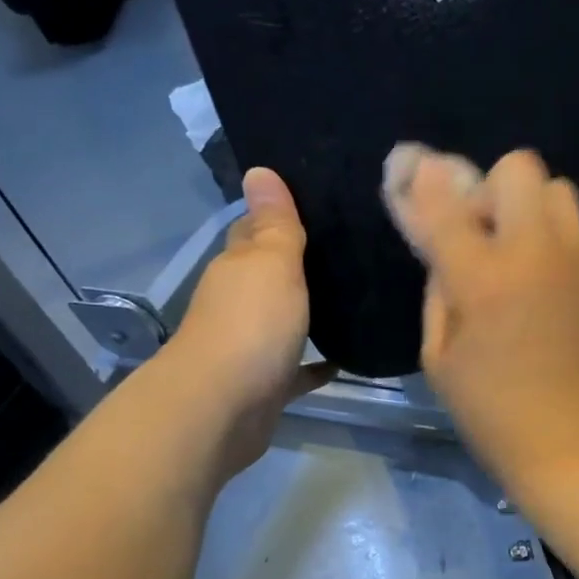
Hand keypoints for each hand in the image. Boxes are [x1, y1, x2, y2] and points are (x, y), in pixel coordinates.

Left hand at [165, 167, 331, 479]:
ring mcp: (250, 347)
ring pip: (283, 321)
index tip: (319, 206)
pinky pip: (296, 369)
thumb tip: (259, 169)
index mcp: (237, 268)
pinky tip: (344, 360)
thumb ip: (275, 223)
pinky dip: (315, 364)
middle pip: (268, 276)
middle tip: (350, 252)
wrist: (223, 409)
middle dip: (299, 265)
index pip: (253, 231)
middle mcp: (238, 303)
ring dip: (308, 313)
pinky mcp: (265, 385)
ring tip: (355, 300)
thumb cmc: (251, 327)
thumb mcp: (272, 264)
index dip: (279, 217)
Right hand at [390, 149, 578, 494]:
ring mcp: (573, 262)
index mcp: (484, 279)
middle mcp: (534, 254)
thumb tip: (441, 249)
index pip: (446, 204)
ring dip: (526, 205)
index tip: (410, 170)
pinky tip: (534, 277)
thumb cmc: (490, 412)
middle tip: (478, 233)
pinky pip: (571, 227)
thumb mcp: (439, 357)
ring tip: (511, 252)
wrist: (570, 443)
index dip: (422, 181)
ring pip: (556, 187)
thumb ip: (438, 291)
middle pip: (518, 168)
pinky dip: (547, 234)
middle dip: (488, 188)